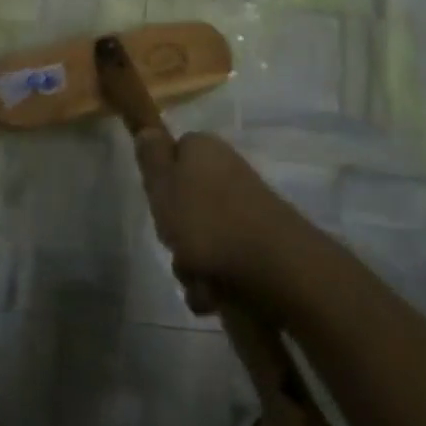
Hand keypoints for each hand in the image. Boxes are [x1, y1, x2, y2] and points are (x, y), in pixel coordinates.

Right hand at [132, 129, 304, 314]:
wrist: (277, 268)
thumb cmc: (208, 221)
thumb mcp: (163, 185)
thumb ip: (151, 158)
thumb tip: (148, 130)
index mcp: (204, 150)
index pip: (173, 154)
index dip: (161, 180)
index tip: (157, 202)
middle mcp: (226, 172)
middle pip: (185, 201)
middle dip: (175, 232)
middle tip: (174, 243)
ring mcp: (246, 208)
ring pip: (202, 237)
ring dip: (192, 265)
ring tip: (198, 279)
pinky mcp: (260, 243)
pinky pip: (224, 262)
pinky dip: (214, 282)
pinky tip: (214, 295)